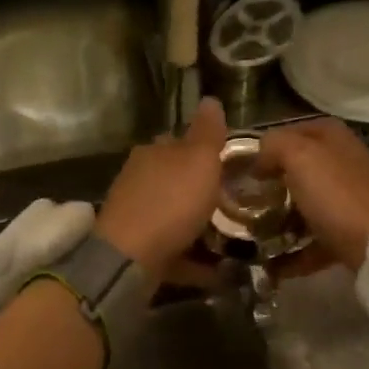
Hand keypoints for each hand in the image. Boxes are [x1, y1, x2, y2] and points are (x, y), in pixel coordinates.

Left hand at [96, 98, 227, 274]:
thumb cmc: (170, 201)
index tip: (230, 162)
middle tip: (238, 200)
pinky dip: (194, 258)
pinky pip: (175, 251)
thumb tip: (211, 98)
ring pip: (174, 215)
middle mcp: (140, 180)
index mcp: (153, 153)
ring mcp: (136, 217)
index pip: (177, 141)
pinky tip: (219, 270)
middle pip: (175, 180)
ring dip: (198, 224)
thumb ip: (207, 132)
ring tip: (234, 235)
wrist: (130, 258)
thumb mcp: (198, 159)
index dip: (203, 149)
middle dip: (201, 189)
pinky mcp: (139, 250)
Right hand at [255, 119, 368, 271]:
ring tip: (251, 235)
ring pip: (302, 205)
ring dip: (277, 221)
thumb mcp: (297, 154)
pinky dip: (292, 253)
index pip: (289, 132)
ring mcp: (345, 198)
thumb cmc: (334, 192)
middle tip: (243, 201)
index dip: (265, 148)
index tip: (243, 170)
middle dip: (269, 186)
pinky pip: (311, 240)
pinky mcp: (346, 231)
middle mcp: (341, 162)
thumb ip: (273, 145)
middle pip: (295, 171)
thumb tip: (260, 161)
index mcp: (331, 137)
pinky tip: (270, 265)